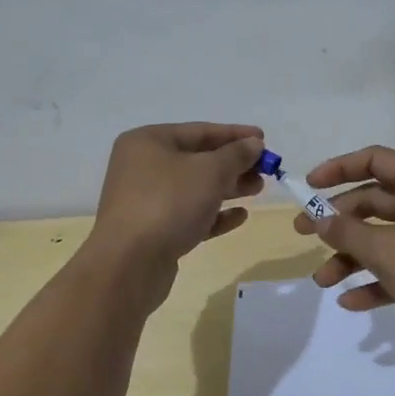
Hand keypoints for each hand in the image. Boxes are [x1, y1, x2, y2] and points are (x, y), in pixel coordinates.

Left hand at [90, 123, 265, 269]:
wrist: (129, 264)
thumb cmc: (169, 203)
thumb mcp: (210, 171)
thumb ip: (236, 154)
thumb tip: (254, 143)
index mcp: (148, 142)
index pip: (199, 131)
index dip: (234, 134)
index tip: (264, 139)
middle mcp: (143, 167)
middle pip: (197, 159)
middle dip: (234, 164)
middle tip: (265, 169)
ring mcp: (146, 200)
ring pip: (195, 188)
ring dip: (228, 187)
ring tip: (258, 189)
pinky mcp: (154, 230)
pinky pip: (189, 215)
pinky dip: (214, 214)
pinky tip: (240, 216)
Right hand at [293, 145, 394, 336]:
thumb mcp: (385, 249)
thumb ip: (347, 231)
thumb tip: (320, 218)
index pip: (375, 160)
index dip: (339, 168)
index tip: (309, 186)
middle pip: (374, 201)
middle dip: (337, 220)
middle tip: (302, 235)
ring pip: (382, 237)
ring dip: (350, 256)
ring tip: (322, 281)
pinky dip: (374, 280)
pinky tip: (350, 302)